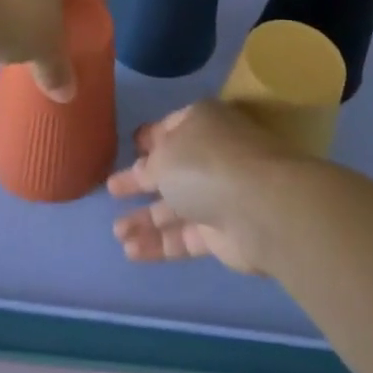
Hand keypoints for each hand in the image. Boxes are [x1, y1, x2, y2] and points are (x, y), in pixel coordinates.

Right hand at [107, 102, 307, 274]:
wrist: (261, 208)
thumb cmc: (207, 164)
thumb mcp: (164, 156)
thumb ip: (148, 166)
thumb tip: (144, 170)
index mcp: (202, 122)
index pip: (170, 128)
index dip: (150, 138)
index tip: (130, 146)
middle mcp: (212, 154)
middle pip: (171, 168)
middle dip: (141, 181)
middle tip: (112, 190)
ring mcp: (219, 194)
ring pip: (176, 206)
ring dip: (146, 218)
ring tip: (116, 232)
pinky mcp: (222, 233)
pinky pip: (184, 235)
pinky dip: (159, 242)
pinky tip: (131, 251)